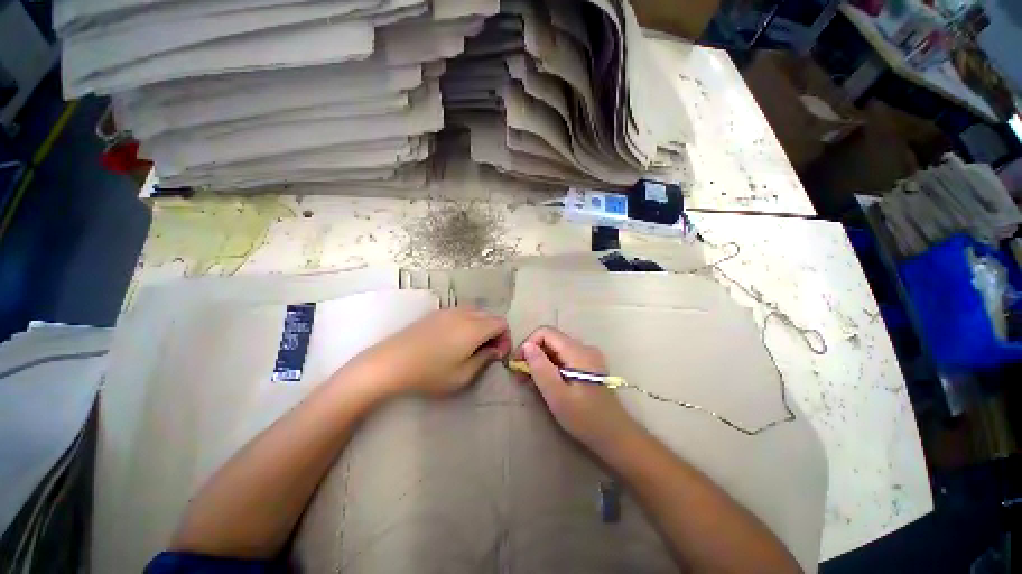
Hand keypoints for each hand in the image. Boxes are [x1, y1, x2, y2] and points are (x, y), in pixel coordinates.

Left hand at [351, 307, 510, 397]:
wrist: (390, 363)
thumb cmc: (430, 373)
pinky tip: (453, 339)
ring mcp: (449, 310)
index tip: (497, 354)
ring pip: (476, 312)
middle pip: (490, 316)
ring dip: (480, 326)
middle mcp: (464, 314)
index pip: (502, 323)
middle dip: (494, 332)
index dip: (505, 338)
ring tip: (470, 346)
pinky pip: (461, 312)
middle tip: (486, 352)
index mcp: (474, 327)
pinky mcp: (436, 313)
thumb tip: (495, 349)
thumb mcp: (463, 375)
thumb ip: (484, 360)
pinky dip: (467, 322)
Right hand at [512, 327, 641, 450]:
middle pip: (551, 340)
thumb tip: (527, 346)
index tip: (518, 365)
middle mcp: (584, 348)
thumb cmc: (585, 418)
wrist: (615, 436)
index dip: (528, 344)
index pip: (546, 332)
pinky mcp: (588, 366)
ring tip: (529, 382)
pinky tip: (545, 383)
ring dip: (540, 361)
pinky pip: (564, 358)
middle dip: (533, 354)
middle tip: (520, 376)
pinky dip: (551, 367)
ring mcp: (588, 356)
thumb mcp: (557, 395)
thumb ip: (541, 368)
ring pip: (556, 349)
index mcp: (578, 351)